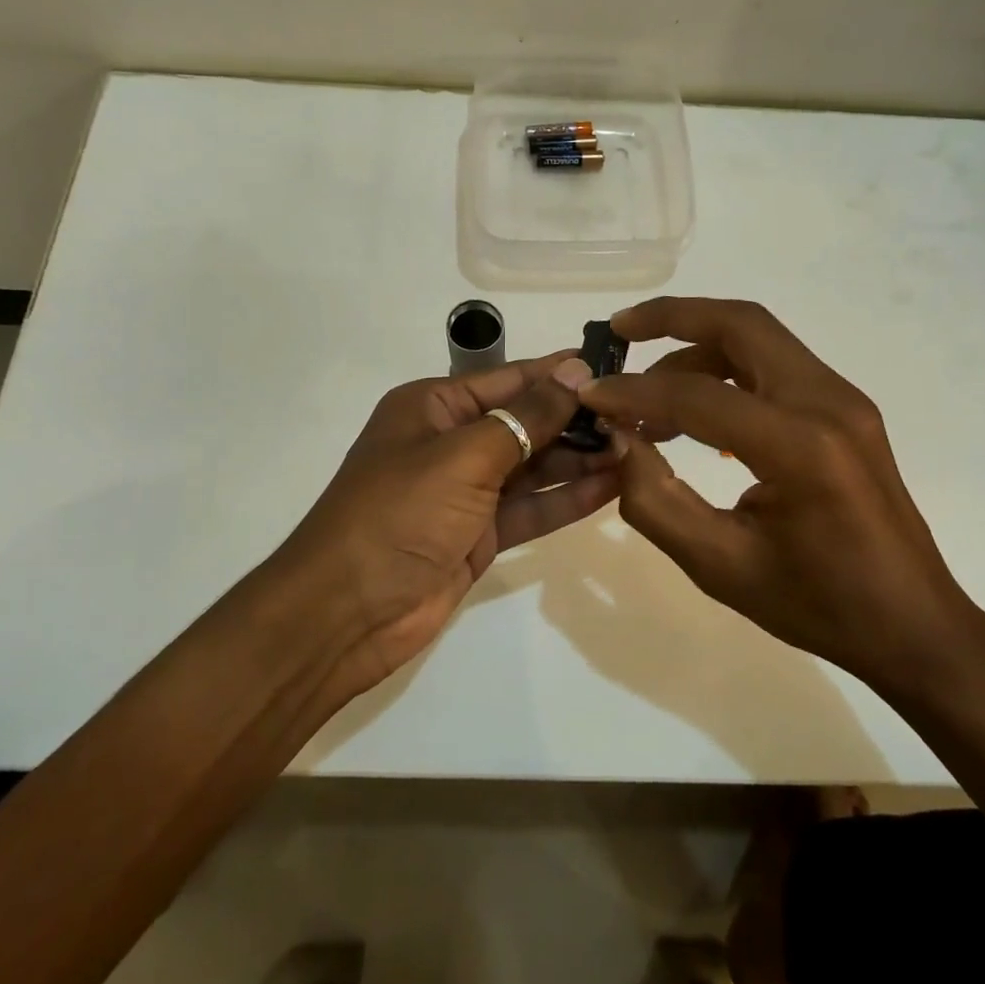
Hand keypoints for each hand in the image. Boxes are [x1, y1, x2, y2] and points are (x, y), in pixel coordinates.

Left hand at [271, 351, 616, 696]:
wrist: (345, 614)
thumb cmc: (398, 514)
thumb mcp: (464, 456)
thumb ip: (526, 417)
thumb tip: (576, 371)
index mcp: (433, 407)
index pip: (508, 380)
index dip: (559, 374)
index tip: (613, 369)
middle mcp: (451, 442)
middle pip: (525, 422)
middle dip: (577, 420)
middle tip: (639, 416)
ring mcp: (466, 491)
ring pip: (533, 466)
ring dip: (580, 459)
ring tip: (637, 448)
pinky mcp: (480, 534)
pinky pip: (531, 508)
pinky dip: (567, 499)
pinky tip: (613, 486)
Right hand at [581, 297, 984, 694]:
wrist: (914, 625)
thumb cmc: (818, 605)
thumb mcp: (720, 566)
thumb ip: (656, 499)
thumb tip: (620, 440)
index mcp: (800, 447)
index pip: (698, 395)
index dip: (635, 392)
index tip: (590, 395)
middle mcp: (828, 403)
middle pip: (741, 324)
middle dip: (672, 318)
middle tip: (619, 330)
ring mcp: (844, 400)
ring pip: (760, 338)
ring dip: (699, 346)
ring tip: (649, 390)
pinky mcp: (847, 409)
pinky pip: (777, 366)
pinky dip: (729, 370)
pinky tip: (698, 416)